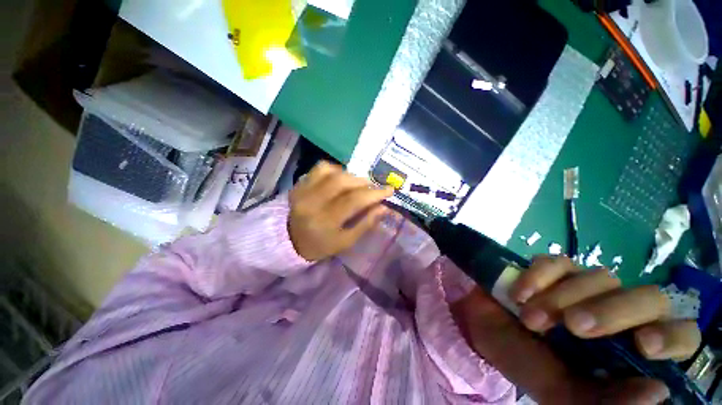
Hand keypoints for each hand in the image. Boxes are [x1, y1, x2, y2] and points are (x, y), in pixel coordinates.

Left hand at [288, 161, 393, 260]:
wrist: (290, 240)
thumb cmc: (321, 245)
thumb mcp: (345, 242)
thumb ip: (365, 224)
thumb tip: (384, 207)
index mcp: (325, 221)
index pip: (354, 201)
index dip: (374, 193)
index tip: (389, 190)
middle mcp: (312, 203)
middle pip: (342, 182)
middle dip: (363, 182)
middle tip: (373, 186)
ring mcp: (303, 191)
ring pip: (331, 171)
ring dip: (350, 175)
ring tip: (358, 183)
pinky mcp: (299, 184)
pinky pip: (319, 168)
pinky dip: (335, 169)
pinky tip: (340, 178)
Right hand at [509, 256, 700, 402]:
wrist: (483, 328)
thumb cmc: (524, 363)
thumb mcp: (562, 393)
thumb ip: (604, 401)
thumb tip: (656, 393)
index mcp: (627, 349)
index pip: (679, 334)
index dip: (671, 335)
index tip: (642, 346)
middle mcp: (616, 313)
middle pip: (646, 297)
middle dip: (611, 312)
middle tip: (572, 326)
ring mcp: (583, 286)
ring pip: (598, 277)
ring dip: (561, 298)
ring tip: (529, 318)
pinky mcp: (552, 268)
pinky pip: (555, 262)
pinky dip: (537, 277)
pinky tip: (518, 294)